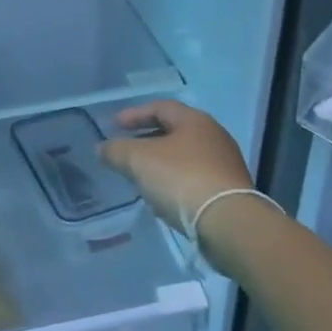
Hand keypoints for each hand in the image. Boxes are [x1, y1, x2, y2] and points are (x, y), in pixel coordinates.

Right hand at [100, 101, 254, 233]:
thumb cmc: (181, 179)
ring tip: (139, 177)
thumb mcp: (138, 160)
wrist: (228, 223)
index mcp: (195, 121)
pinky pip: (194, 179)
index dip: (134, 114)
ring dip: (159, 164)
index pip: (160, 107)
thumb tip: (102, 148)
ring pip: (183, 158)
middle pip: (173, 132)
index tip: (113, 126)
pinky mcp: (229, 192)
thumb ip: (116, 150)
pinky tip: (161, 199)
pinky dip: (174, 183)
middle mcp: (214, 137)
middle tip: (125, 151)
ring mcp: (225, 165)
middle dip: (146, 140)